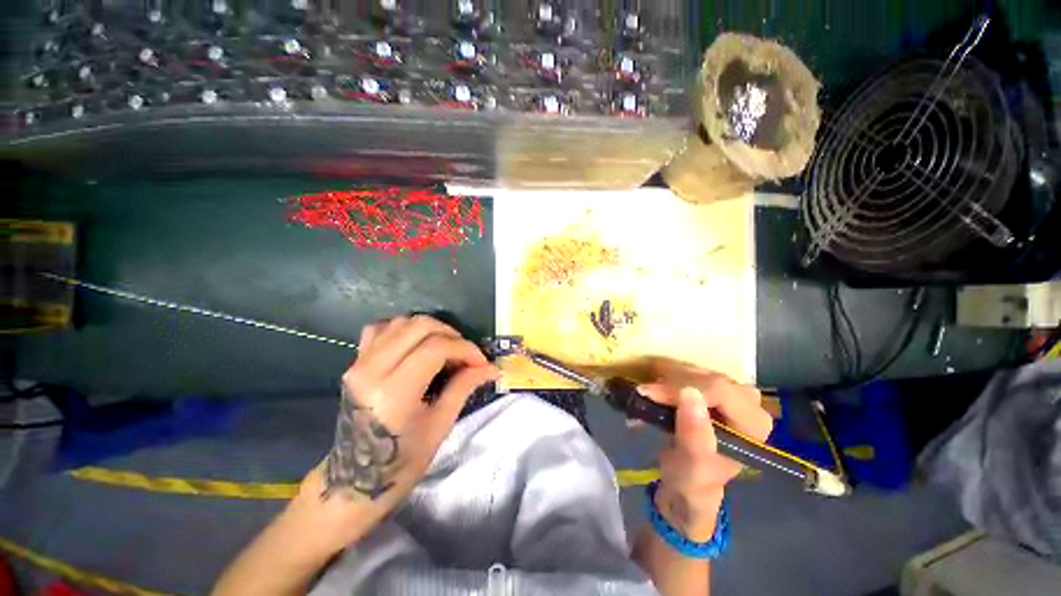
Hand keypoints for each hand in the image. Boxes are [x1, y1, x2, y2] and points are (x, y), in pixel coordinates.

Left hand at [307, 316, 497, 530]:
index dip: (466, 349)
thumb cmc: (400, 463)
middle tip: (466, 355)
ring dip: (431, 330)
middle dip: (452, 335)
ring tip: (446, 350)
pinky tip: (416, 344)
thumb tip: (491, 368)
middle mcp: (372, 370)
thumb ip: (464, 387)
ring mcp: (359, 363)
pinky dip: (404, 329)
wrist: (352, 482)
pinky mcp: (354, 362)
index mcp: (394, 392)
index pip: (437, 347)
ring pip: (402, 321)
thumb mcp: (440, 426)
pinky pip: (381, 328)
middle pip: (420, 326)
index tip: (481, 363)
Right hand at [638, 364, 772, 541]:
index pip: (719, 390)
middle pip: (707, 377)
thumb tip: (689, 394)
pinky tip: (655, 387)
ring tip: (647, 393)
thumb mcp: (692, 467)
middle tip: (643, 393)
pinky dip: (668, 377)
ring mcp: (731, 393)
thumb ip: (695, 435)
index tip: (649, 393)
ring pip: (697, 370)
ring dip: (666, 378)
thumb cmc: (692, 481)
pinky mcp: (713, 389)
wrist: (687, 482)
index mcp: (753, 425)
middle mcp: (748, 404)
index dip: (681, 387)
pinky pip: (689, 371)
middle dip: (671, 383)